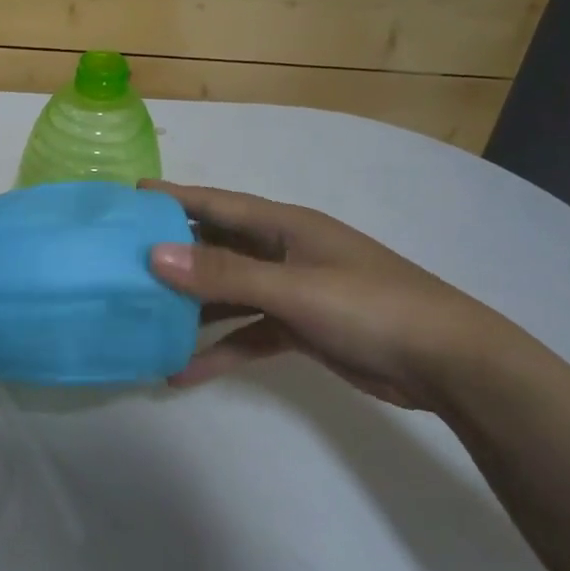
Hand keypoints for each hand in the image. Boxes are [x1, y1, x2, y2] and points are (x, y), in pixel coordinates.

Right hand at [143, 181, 512, 411]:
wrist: (448, 363)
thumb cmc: (371, 308)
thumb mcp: (293, 289)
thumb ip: (224, 274)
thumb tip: (154, 254)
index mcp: (284, 227)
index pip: (216, 204)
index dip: (173, 198)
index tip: (129, 197)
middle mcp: (283, 252)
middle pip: (216, 248)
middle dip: (172, 256)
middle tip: (121, 264)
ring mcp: (291, 290)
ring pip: (227, 293)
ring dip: (190, 308)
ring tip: (142, 320)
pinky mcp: (299, 327)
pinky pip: (247, 333)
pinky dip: (219, 350)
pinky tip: (184, 373)